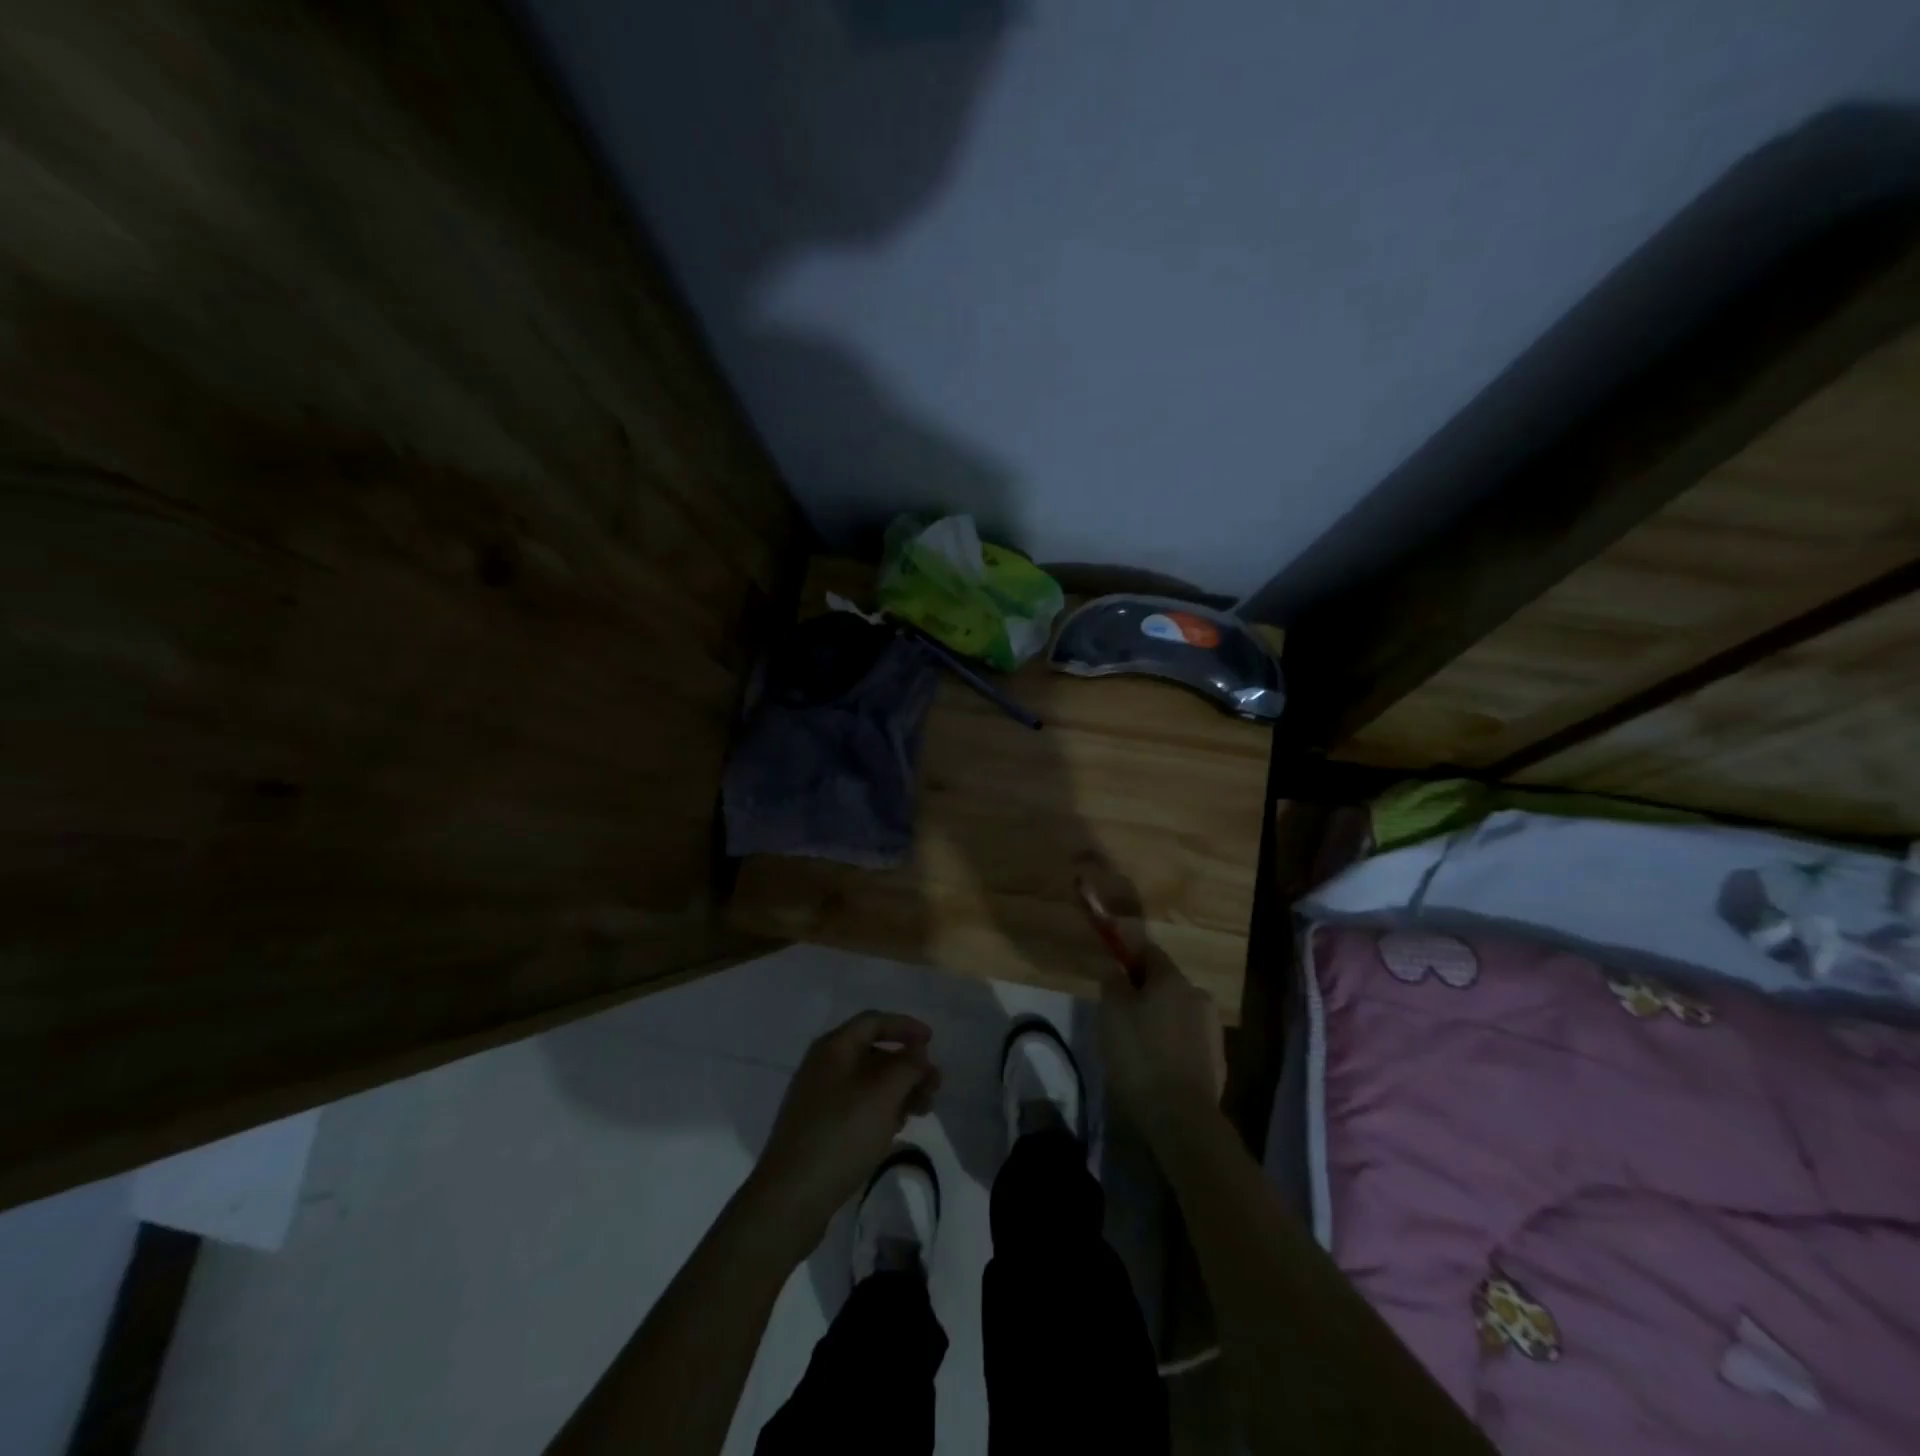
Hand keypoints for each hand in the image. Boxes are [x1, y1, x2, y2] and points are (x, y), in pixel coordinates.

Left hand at [746, 1011, 941, 1255]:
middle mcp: (824, 1066)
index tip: (933, 1041)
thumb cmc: (841, 1135)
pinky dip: (882, 1109)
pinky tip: (899, 1127)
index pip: (874, 1021)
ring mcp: (819, 1098)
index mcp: (833, 1048)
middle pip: (873, 1053)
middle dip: (907, 1065)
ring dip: (899, 1090)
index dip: (905, 1026)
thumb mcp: (882, 1095)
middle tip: (935, 1086)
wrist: (791, 1198)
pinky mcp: (819, 1128)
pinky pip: (858, 1106)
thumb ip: (906, 1066)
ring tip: (924, 1110)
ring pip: (868, 1083)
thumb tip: (917, 1051)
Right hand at [1098, 942, 1225, 1142]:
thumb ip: (1113, 982)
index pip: (1149, 951)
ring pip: (1178, 1012)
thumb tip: (1116, 968)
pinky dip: (1172, 1043)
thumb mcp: (1111, 1012)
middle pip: (1166, 983)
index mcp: (1173, 979)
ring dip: (1160, 1018)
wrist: (1180, 1117)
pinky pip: (1188, 1040)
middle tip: (1120, 1012)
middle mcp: (1198, 996)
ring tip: (1137, 1043)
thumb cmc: (1139, 1055)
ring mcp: (1212, 1029)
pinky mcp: (1217, 1061)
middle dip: (1144, 991)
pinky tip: (1157, 1064)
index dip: (1129, 955)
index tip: (1113, 968)